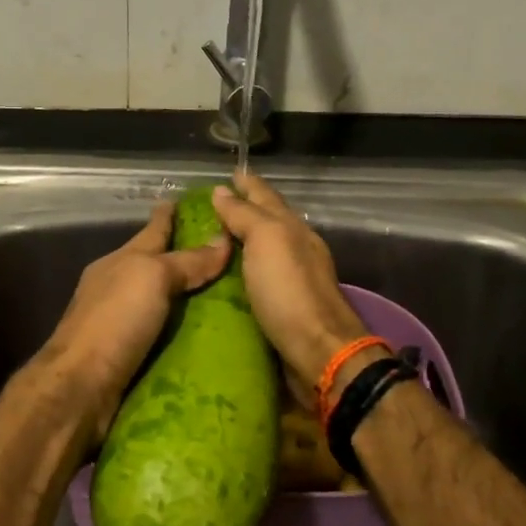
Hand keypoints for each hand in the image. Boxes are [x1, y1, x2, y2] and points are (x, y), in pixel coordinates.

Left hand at [39, 202, 230, 432]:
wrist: (81, 386)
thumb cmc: (115, 321)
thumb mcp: (152, 278)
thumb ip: (186, 261)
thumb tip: (223, 240)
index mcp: (120, 262)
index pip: (151, 231)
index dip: (167, 216)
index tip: (183, 200)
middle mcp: (117, 287)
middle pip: (154, 266)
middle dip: (183, 258)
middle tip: (223, 253)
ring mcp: (120, 322)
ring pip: (158, 301)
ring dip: (185, 297)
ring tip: (223, 295)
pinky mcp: (127, 355)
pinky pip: (162, 334)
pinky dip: (180, 330)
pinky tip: (203, 335)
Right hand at [211, 173, 376, 406]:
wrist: (318, 352)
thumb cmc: (289, 291)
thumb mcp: (267, 240)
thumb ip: (245, 215)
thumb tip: (222, 190)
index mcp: (291, 229)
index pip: (265, 196)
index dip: (247, 184)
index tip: (228, 173)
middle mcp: (292, 250)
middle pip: (264, 223)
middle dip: (240, 211)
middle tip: (208, 206)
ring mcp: (288, 281)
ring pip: (259, 253)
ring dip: (237, 244)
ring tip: (208, 240)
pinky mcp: (279, 309)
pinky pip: (253, 282)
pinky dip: (237, 275)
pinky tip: (220, 279)